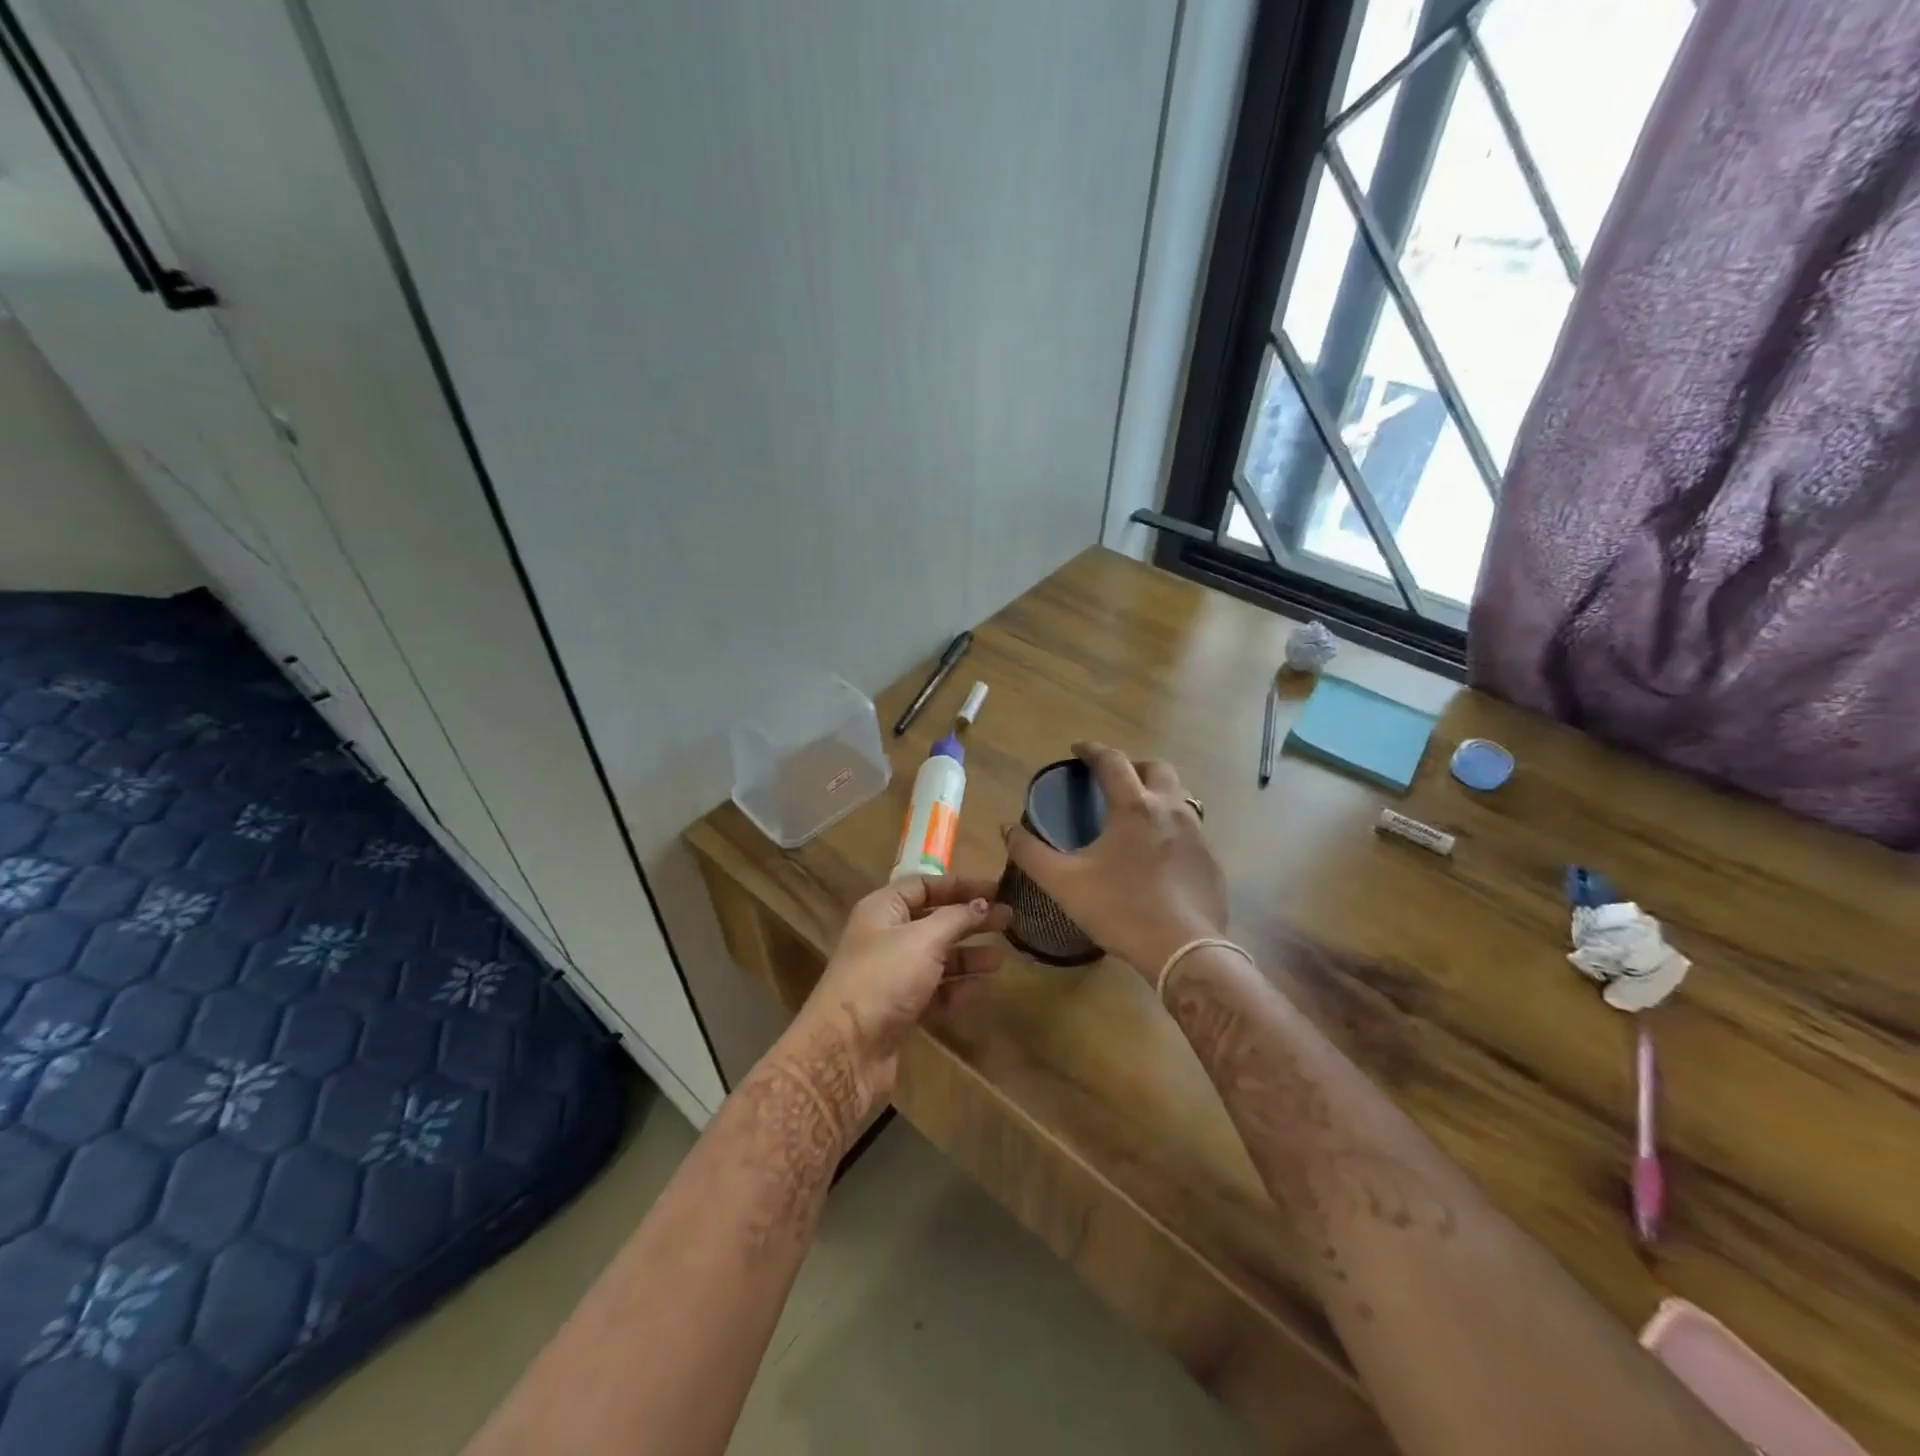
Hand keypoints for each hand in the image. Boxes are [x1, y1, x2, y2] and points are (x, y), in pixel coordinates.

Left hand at [793, 874, 1011, 1114]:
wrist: (847, 1050)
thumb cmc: (884, 978)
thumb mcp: (924, 939)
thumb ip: (956, 919)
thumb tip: (982, 903)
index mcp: (882, 910)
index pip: (923, 885)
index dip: (959, 886)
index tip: (995, 891)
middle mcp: (885, 938)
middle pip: (934, 921)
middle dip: (969, 920)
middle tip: (1008, 920)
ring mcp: (891, 975)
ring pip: (937, 958)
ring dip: (968, 956)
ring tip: (1001, 958)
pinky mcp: (899, 1009)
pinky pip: (934, 991)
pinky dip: (957, 988)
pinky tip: (981, 988)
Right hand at [1003, 742, 1227, 979]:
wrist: (1184, 951)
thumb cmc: (1120, 910)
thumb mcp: (1064, 883)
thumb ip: (1030, 853)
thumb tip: (1007, 828)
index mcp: (1134, 807)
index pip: (1112, 761)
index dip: (1092, 750)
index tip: (1077, 749)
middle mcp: (1170, 809)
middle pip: (1157, 768)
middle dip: (1133, 765)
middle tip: (1113, 780)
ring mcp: (1197, 834)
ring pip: (1179, 795)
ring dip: (1157, 792)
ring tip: (1136, 812)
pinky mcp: (1211, 860)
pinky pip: (1191, 828)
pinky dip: (1171, 825)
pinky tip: (1158, 851)